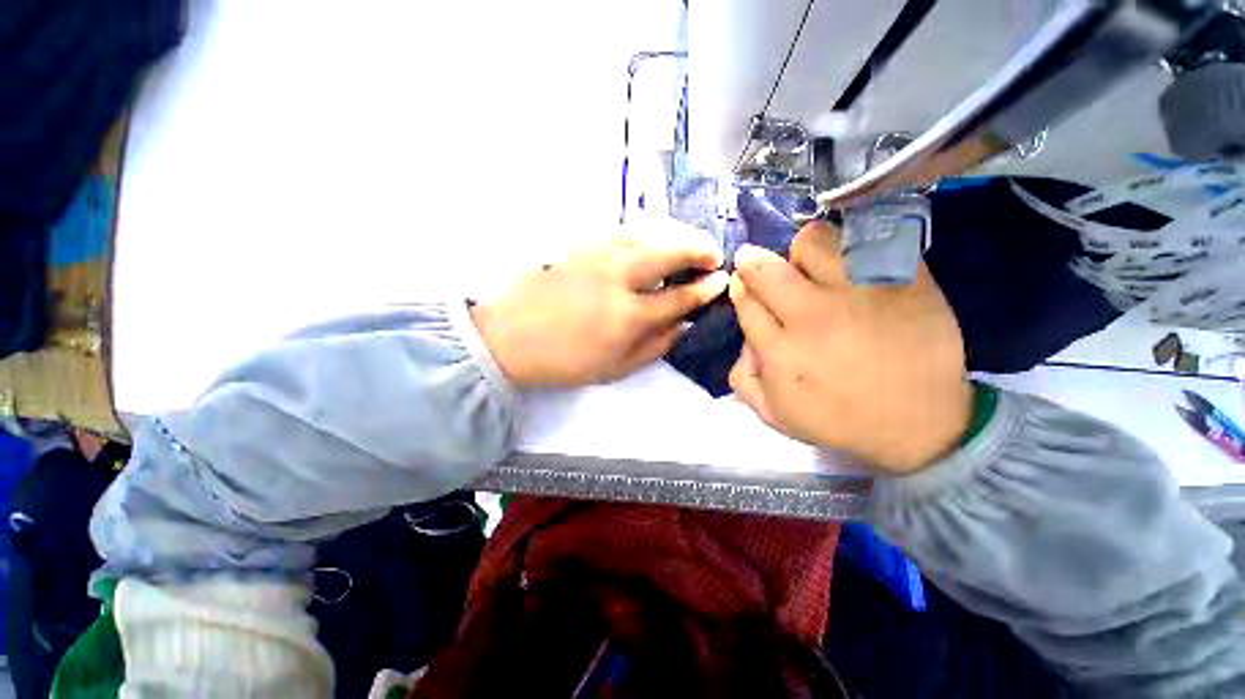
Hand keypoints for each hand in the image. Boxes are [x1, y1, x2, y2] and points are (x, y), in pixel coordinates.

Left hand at [473, 224, 727, 387]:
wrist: (510, 338)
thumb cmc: (565, 361)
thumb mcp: (616, 368)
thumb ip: (655, 346)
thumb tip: (684, 325)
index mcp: (627, 316)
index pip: (679, 297)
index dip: (704, 289)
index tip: (720, 282)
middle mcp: (617, 278)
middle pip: (668, 251)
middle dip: (699, 249)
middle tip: (712, 255)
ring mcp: (596, 256)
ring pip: (646, 232)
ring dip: (674, 235)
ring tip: (686, 244)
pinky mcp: (579, 245)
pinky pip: (621, 230)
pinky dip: (644, 232)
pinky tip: (649, 241)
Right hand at [728, 222, 972, 472]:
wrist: (921, 424)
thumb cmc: (841, 420)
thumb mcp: (775, 415)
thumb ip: (743, 378)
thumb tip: (742, 341)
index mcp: (780, 351)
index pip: (746, 301)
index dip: (742, 288)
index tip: (745, 285)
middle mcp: (813, 317)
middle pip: (766, 268)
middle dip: (755, 262)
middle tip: (763, 268)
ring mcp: (860, 295)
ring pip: (813, 242)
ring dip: (803, 251)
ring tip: (814, 267)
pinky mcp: (904, 280)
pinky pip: (867, 241)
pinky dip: (853, 246)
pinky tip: (854, 265)